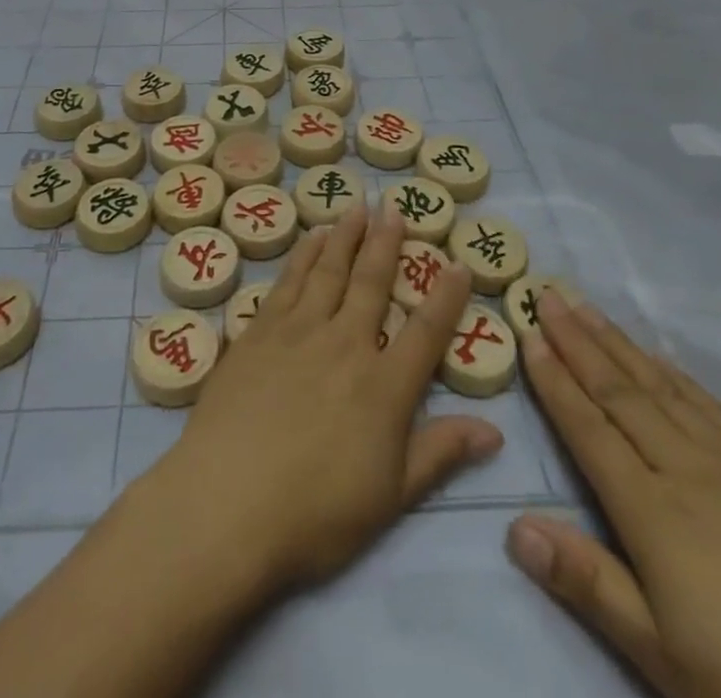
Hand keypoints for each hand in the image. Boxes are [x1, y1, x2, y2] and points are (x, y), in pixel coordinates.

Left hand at [151, 208, 503, 594]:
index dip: (445, 297)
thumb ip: (439, 454)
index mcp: (384, 387)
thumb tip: (494, 429)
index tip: (457, 262)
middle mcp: (345, 344)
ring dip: (345, 237)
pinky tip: (310, 239)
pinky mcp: (258, 332)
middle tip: (394, 206)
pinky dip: (303, 256)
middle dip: (386, 243)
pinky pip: (287, 281)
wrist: (227, 502)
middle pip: (371, 283)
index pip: (425, 331)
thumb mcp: (391, 498)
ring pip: (328, 271)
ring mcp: (297, 332)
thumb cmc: (315, 513)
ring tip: (356, 207)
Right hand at [510, 293, 720, 697]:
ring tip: (590, 308)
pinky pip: (714, 406)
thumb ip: (588, 583)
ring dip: (619, 344)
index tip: (527, 333)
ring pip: (663, 387)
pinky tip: (666, 362)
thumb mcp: (663, 655)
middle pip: (620, 391)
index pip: (588, 427)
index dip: (554, 379)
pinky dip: (679, 376)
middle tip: (548, 293)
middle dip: (578, 340)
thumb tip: (514, 525)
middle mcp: (686, 467)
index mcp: (650, 509)